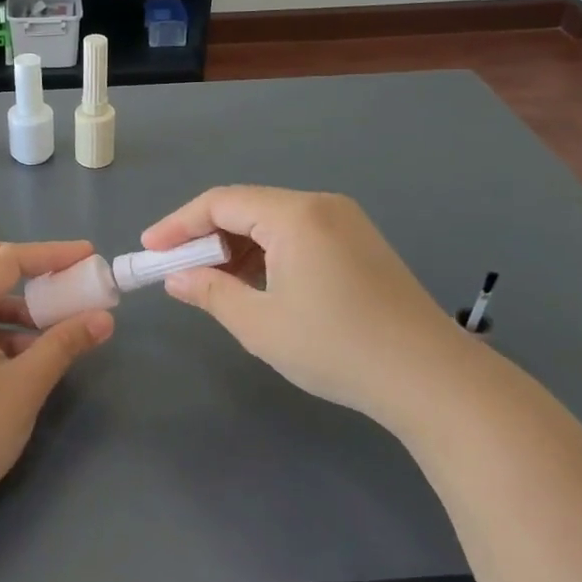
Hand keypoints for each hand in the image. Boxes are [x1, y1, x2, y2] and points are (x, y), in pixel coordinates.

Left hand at [0, 240, 114, 519]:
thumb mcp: (24, 387)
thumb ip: (64, 345)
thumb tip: (103, 319)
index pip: (6, 260)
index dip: (51, 254)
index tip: (89, 256)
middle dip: (24, 264)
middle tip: (62, 277)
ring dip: (11, 297)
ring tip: (51, 323)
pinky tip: (23, 352)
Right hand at [142, 186, 469, 426]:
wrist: (432, 379)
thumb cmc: (336, 347)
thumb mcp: (260, 324)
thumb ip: (210, 292)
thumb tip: (175, 278)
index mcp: (295, 215)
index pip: (220, 202)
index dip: (178, 225)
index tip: (149, 250)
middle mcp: (321, 206)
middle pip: (247, 207)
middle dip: (206, 236)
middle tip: (178, 270)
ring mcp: (346, 223)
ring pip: (272, 222)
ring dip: (237, 247)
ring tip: (213, 283)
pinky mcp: (361, 245)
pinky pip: (298, 235)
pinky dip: (267, 254)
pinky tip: (257, 285)